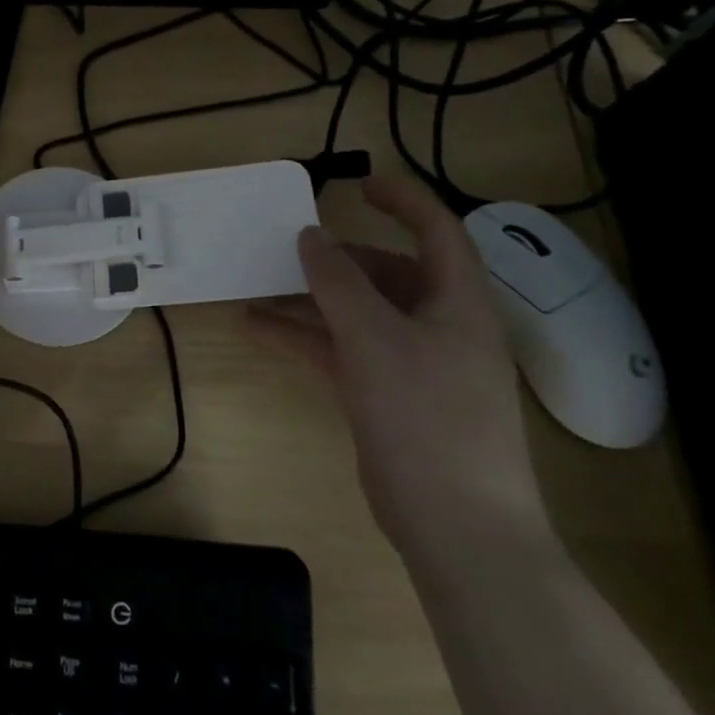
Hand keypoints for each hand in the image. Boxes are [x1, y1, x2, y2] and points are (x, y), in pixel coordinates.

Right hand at [247, 174, 549, 564]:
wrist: (458, 529)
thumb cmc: (427, 417)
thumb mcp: (375, 338)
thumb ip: (338, 281)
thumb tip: (310, 235)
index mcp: (458, 302)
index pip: (437, 231)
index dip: (403, 201)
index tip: (357, 185)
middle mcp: (440, 325)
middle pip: (387, 273)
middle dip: (336, 259)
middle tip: (288, 249)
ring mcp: (414, 364)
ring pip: (357, 313)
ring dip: (310, 300)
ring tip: (256, 286)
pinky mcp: (389, 397)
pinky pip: (343, 350)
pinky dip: (305, 336)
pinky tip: (258, 328)